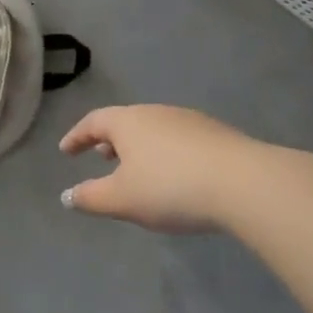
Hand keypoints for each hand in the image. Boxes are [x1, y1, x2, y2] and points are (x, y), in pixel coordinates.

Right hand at [59, 105, 259, 232]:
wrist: (246, 184)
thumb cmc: (171, 188)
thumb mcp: (122, 199)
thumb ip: (90, 198)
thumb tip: (67, 196)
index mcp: (127, 122)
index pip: (93, 122)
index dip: (76, 137)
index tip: (65, 151)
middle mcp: (156, 112)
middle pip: (125, 122)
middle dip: (109, 140)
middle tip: (100, 157)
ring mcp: (190, 121)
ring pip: (154, 130)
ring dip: (139, 147)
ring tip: (136, 169)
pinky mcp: (218, 135)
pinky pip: (179, 140)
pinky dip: (165, 153)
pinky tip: (175, 175)